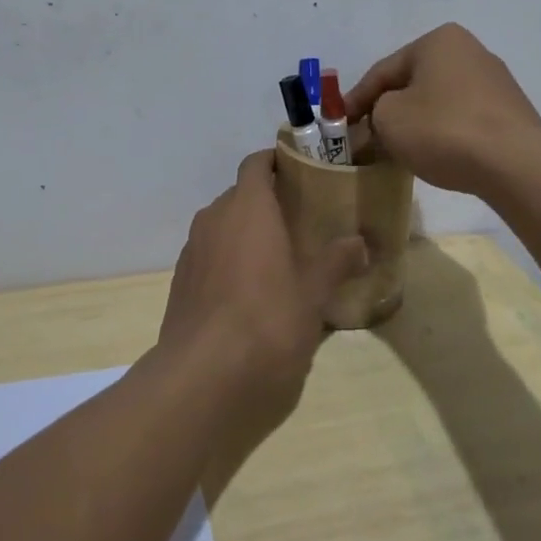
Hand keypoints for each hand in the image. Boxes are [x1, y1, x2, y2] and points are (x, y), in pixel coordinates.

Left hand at [158, 151, 367, 425]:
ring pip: (223, 226)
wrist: (202, 378)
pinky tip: (249, 292)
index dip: (276, 162)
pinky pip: (210, 256)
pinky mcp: (180, 282)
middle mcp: (214, 218)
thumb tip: (360, 242)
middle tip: (300, 220)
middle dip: (267, 202)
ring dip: (246, 233)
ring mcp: (192, 250)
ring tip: (278, 257)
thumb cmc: (267, 322)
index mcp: (247, 208)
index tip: (301, 171)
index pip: (256, 164)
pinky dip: (229, 260)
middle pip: (240, 196)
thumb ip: (336, 262)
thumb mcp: (313, 293)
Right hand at [346, 24, 540, 194]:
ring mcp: (495, 81)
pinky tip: (434, 154)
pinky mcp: (510, 111)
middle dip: (388, 109)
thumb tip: (380, 121)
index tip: (340, 123)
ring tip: (398, 149)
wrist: (515, 164)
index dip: (356, 99)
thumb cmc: (443, 130)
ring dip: (415, 121)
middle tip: (367, 136)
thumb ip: (373, 113)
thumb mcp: (389, 119)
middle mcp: (469, 50)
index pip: (383, 70)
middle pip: (412, 83)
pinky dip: (443, 132)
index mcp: (438, 41)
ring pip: (437, 101)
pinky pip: (462, 117)